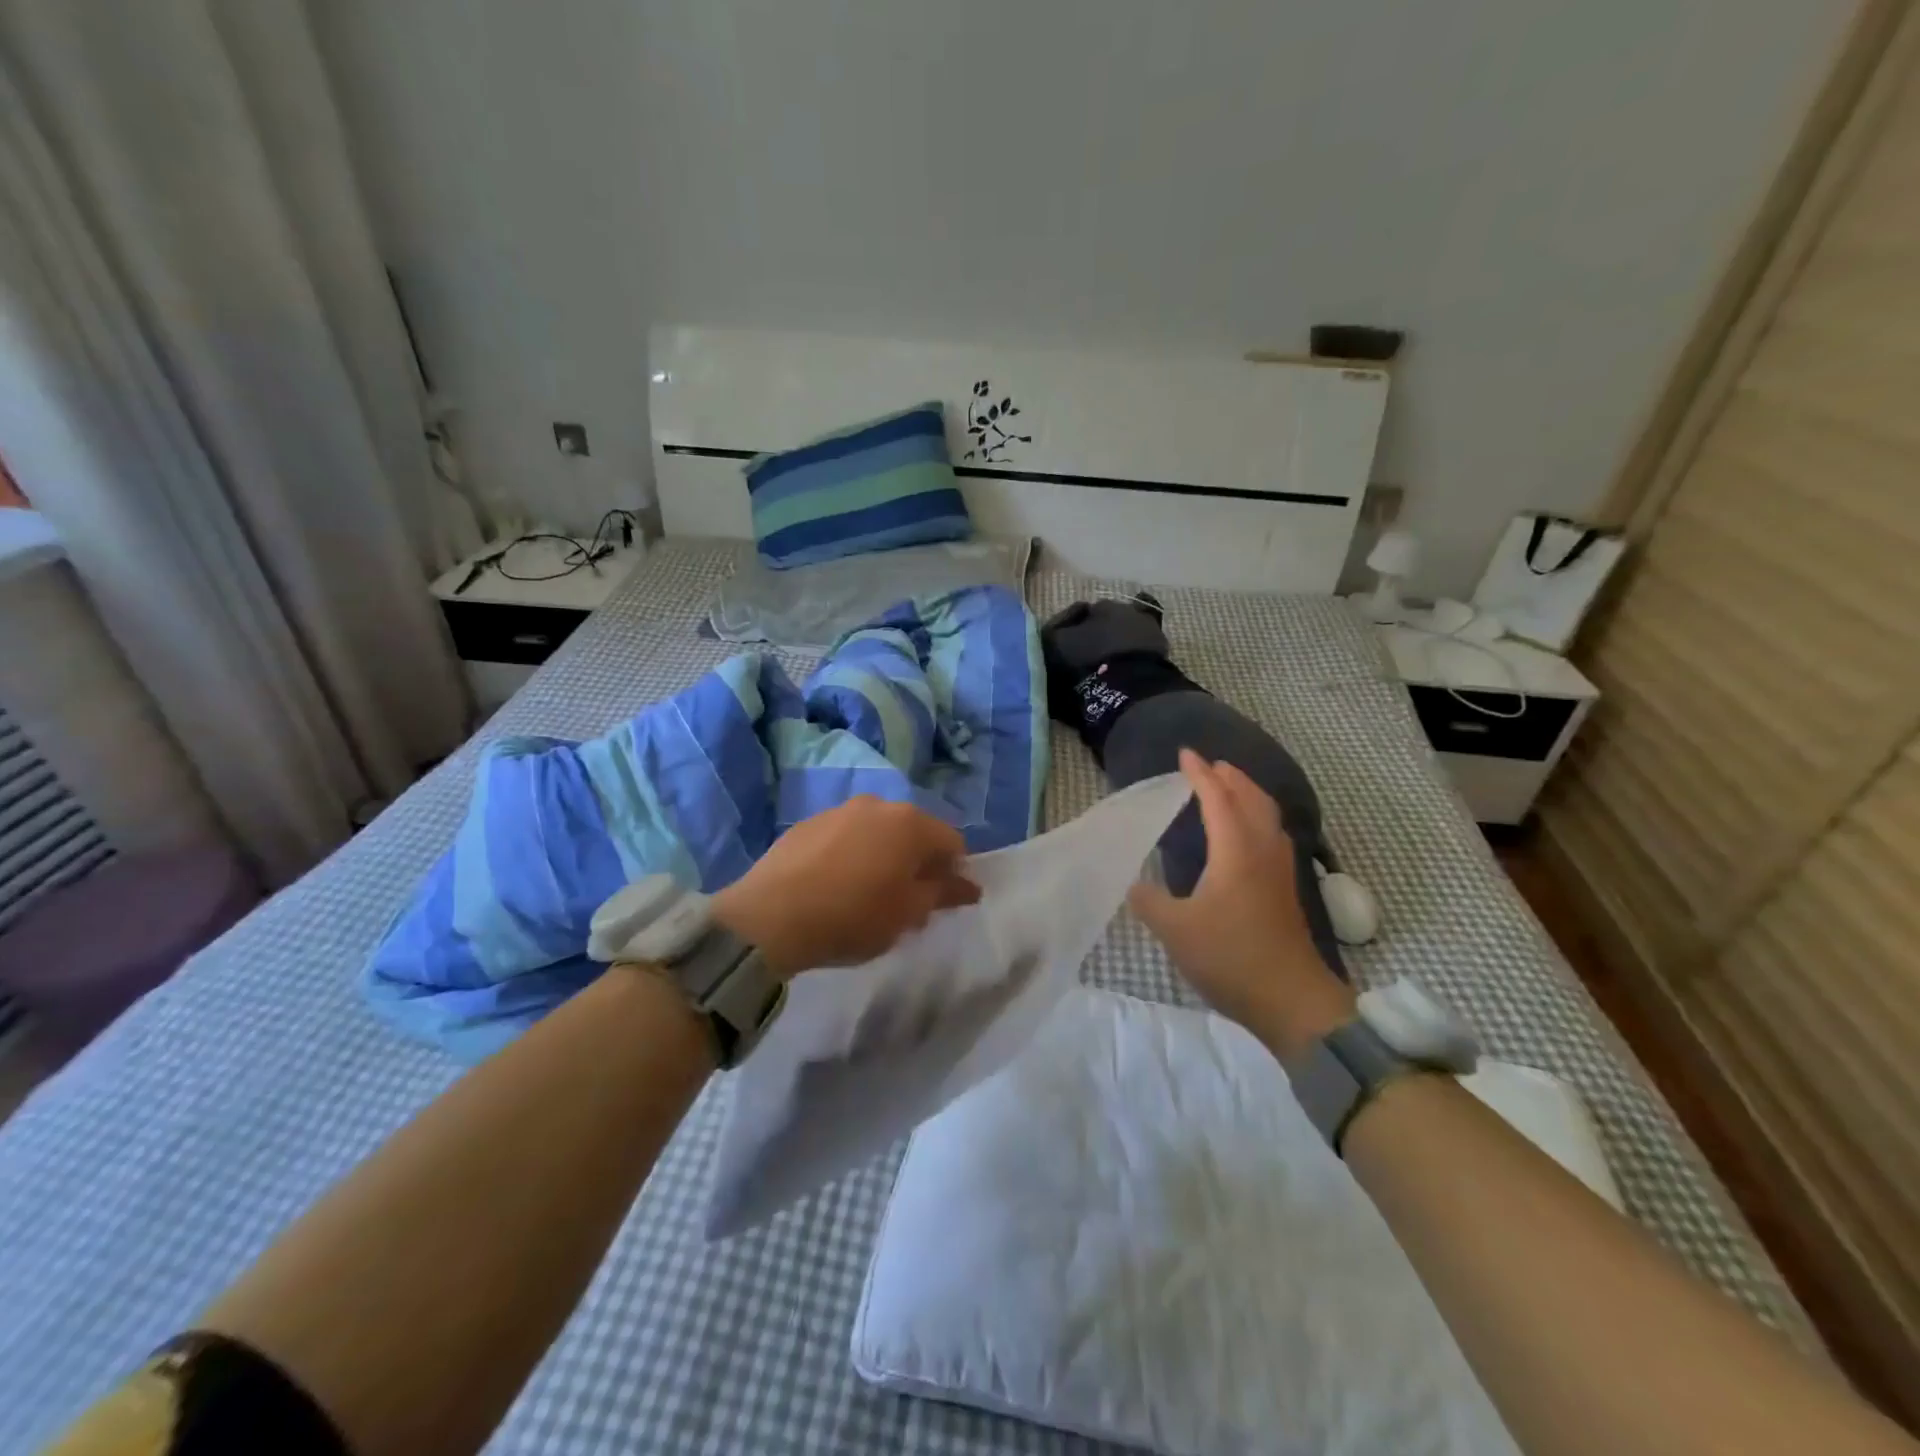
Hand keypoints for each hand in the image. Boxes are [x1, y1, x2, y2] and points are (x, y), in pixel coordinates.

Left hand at [712, 797, 980, 978]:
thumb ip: (942, 893)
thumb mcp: (907, 913)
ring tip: (868, 894)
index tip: (943, 902)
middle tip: (908, 902)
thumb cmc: (853, 916)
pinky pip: (844, 837)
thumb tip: (969, 885)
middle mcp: (877, 805)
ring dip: (882, 856)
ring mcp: (839, 810)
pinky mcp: (807, 823)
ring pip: (876, 832)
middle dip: (917, 863)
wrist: (770, 917)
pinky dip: (851, 855)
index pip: (951, 842)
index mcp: (910, 823)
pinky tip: (835, 886)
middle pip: (913, 832)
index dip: (954, 873)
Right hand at [1128, 750, 1355, 1057]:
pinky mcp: (1285, 890)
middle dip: (1230, 777)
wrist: (1292, 1000)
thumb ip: (1149, 901)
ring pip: (1267, 816)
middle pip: (1252, 799)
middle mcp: (1262, 851)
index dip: (1200, 775)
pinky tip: (1244, 836)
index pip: (1218, 799)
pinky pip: (1271, 835)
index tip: (1185, 754)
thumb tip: (1134, 884)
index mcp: (1236, 852)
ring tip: (1228, 790)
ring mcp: (1280, 870)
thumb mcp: (1175, 930)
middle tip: (1209, 766)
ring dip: (1247, 795)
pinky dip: (1256, 818)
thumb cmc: (1231, 958)